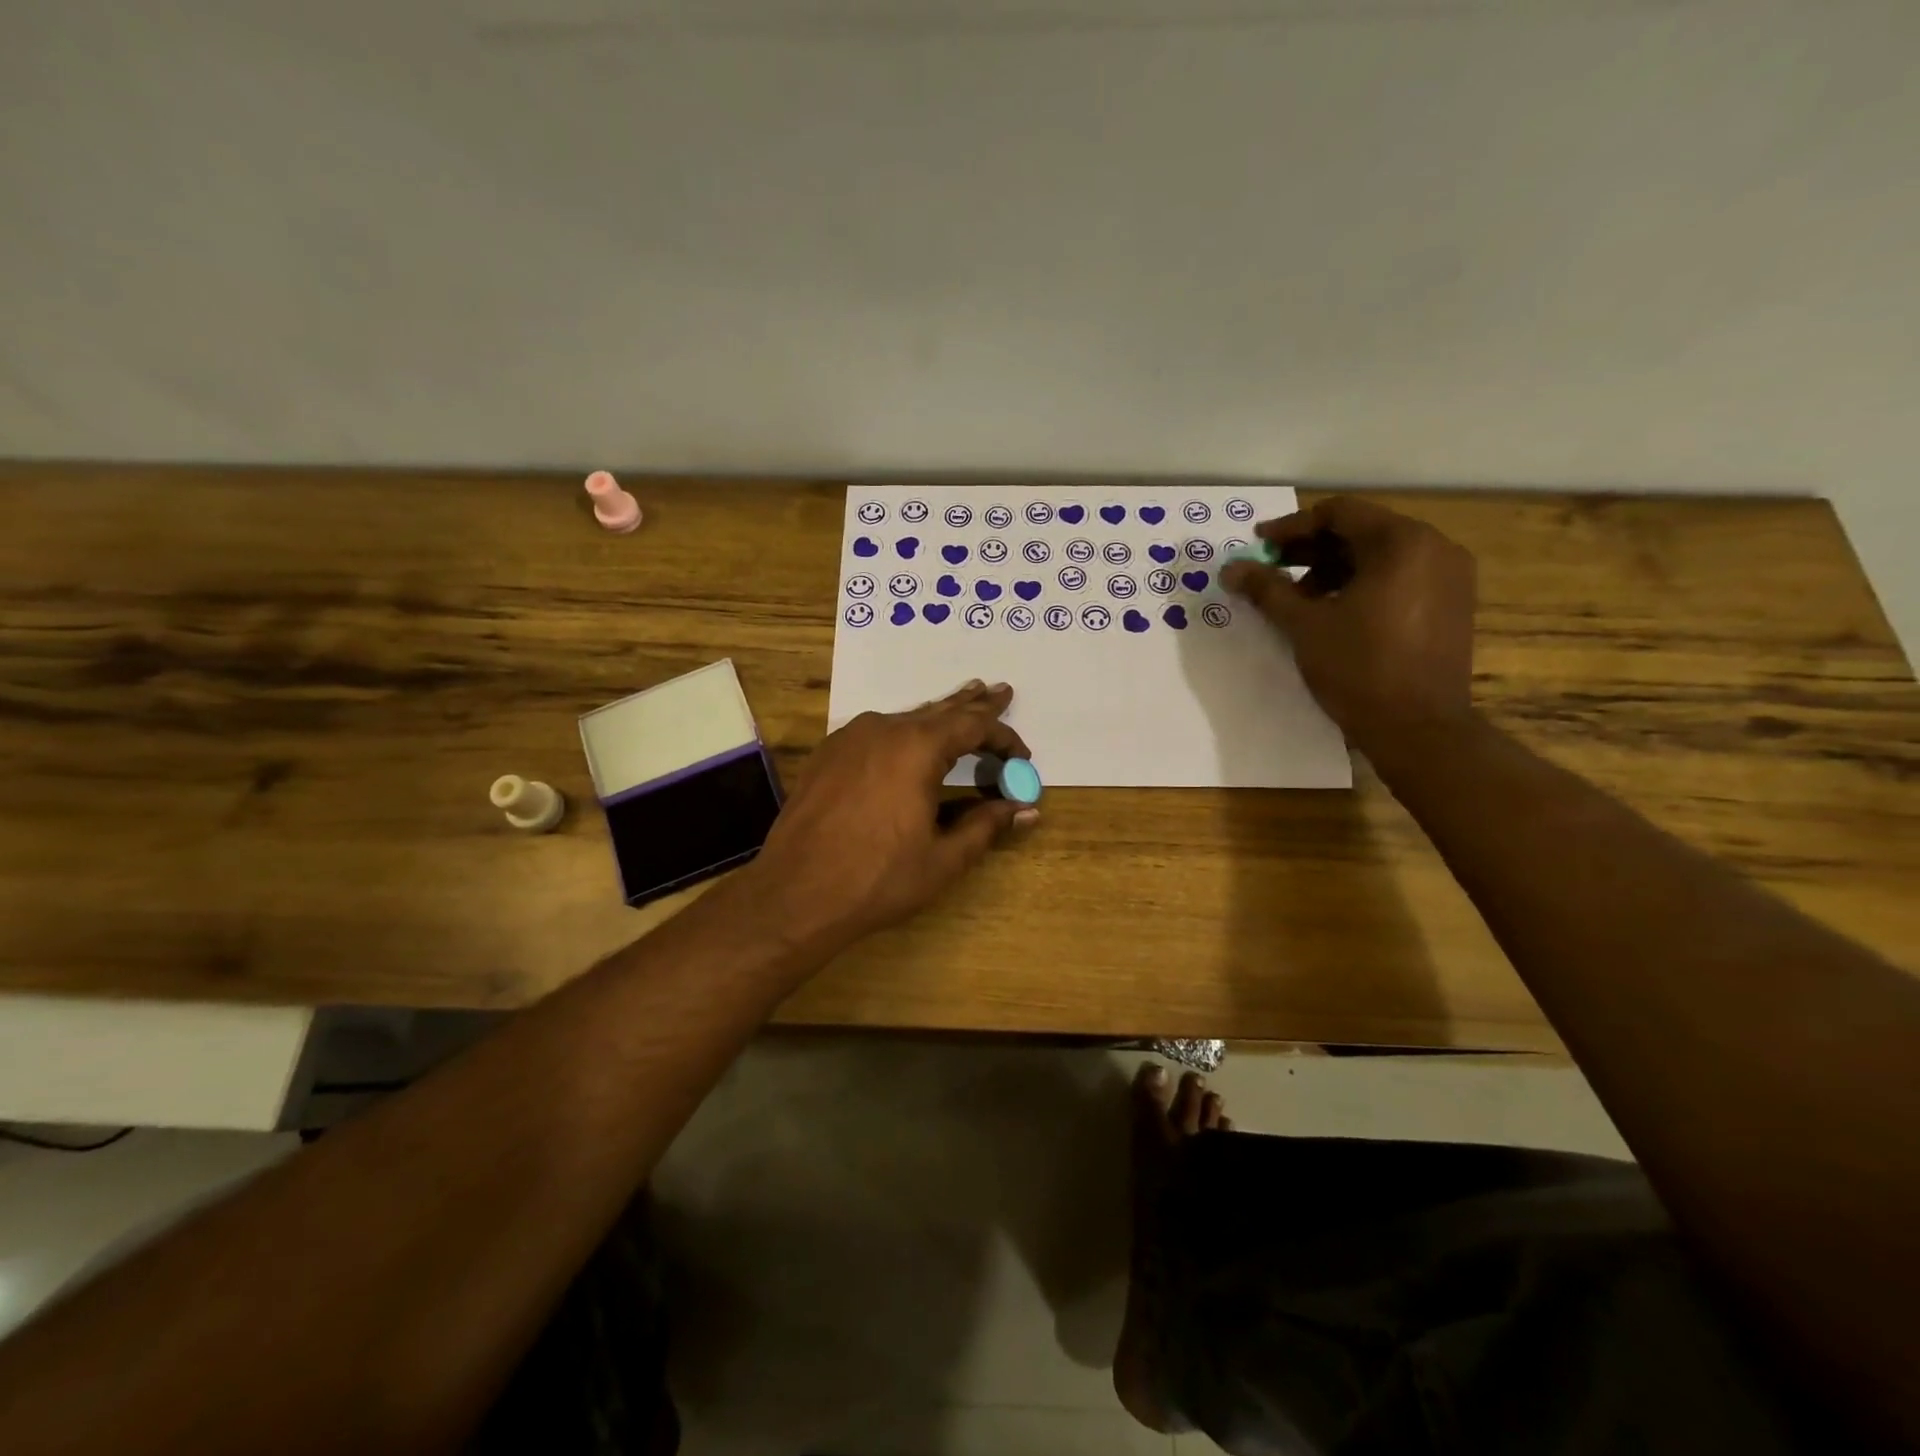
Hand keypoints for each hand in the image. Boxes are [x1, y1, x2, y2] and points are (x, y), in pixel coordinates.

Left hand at [746, 681, 1035, 957]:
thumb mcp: (943, 858)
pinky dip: (903, 731)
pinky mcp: (827, 754)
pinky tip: (907, 738)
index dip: (1003, 737)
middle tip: (999, 691)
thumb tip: (1027, 810)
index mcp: (917, 748)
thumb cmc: (877, 878)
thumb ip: (986, 826)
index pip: (973, 726)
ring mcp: (849, 737)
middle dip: (973, 704)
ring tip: (961, 702)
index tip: (1022, 754)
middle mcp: (883, 729)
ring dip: (937, 716)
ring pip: (905, 718)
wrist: (795, 893)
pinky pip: (876, 731)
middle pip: (939, 710)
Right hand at [1221, 497, 1476, 757]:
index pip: (1339, 513)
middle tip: (1272, 568)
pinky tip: (1333, 611)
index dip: (1292, 527)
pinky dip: (1363, 584)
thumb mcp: (1304, 625)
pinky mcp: (1452, 604)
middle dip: (1312, 548)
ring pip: (1381, 555)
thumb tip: (1231, 568)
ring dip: (1335, 568)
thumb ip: (1267, 589)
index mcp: (1402, 543)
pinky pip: (1401, 577)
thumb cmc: (1359, 669)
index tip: (1259, 544)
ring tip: (1298, 597)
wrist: (1418, 728)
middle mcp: (1435, 547)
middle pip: (1362, 531)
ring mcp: (1450, 576)